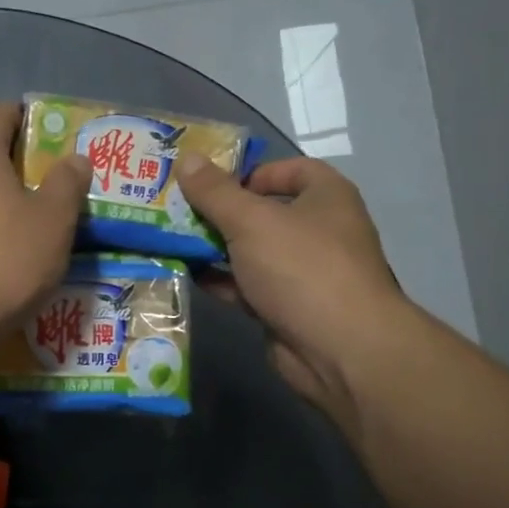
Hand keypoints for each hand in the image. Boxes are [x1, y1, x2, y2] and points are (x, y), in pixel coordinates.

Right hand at [176, 153, 406, 422]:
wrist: (339, 349)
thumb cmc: (301, 267)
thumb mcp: (251, 220)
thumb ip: (214, 191)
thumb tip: (185, 158)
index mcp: (326, 197)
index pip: (291, 169)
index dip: (252, 171)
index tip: (211, 182)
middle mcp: (318, 231)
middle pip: (263, 211)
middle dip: (220, 211)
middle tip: (175, 210)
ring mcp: (302, 273)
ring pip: (251, 252)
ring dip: (214, 248)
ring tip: (169, 240)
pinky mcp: (285, 308)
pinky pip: (247, 286)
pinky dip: (220, 281)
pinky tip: (185, 275)